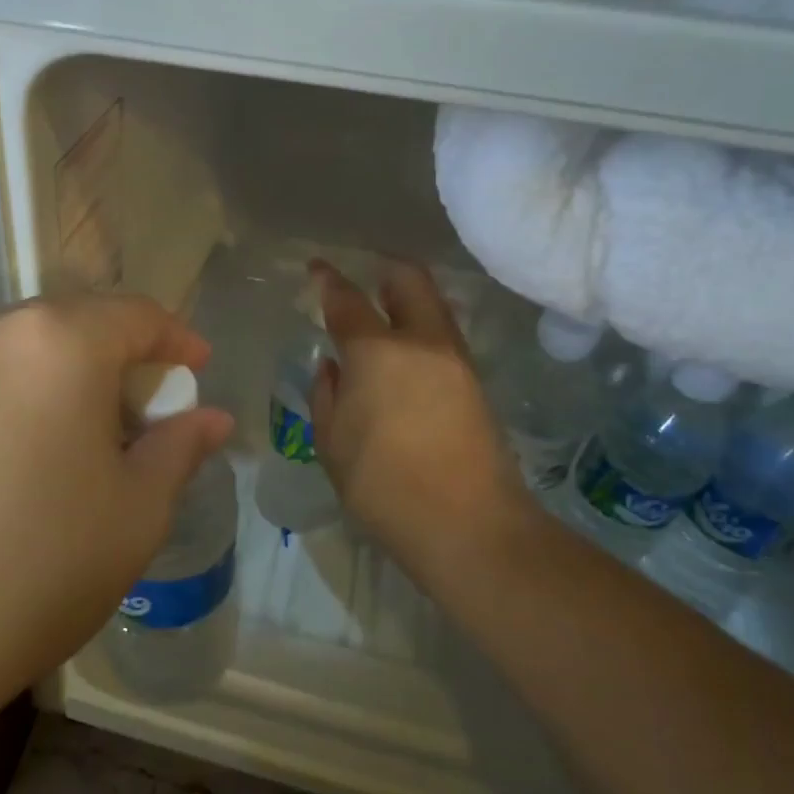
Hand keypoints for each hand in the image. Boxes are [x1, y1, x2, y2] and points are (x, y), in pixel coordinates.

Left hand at [0, 295, 234, 701]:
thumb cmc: (39, 566)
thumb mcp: (136, 511)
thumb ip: (178, 448)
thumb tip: (212, 418)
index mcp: (59, 342)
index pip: (136, 315)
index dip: (177, 340)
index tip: (198, 370)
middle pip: (76, 324)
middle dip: (120, 360)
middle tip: (144, 416)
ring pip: (25, 351)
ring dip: (66, 378)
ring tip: (83, 439)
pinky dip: (19, 397)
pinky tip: (22, 456)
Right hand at [309, 261, 521, 588]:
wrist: (468, 526)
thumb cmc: (383, 486)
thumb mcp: (332, 445)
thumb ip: (326, 396)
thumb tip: (333, 367)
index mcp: (377, 353)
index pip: (348, 300)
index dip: (328, 280)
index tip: (317, 268)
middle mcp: (422, 343)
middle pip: (409, 280)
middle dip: (384, 270)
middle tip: (364, 279)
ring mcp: (457, 361)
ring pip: (434, 307)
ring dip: (408, 301)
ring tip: (384, 317)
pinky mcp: (476, 384)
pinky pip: (444, 338)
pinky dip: (422, 331)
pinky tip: (405, 357)